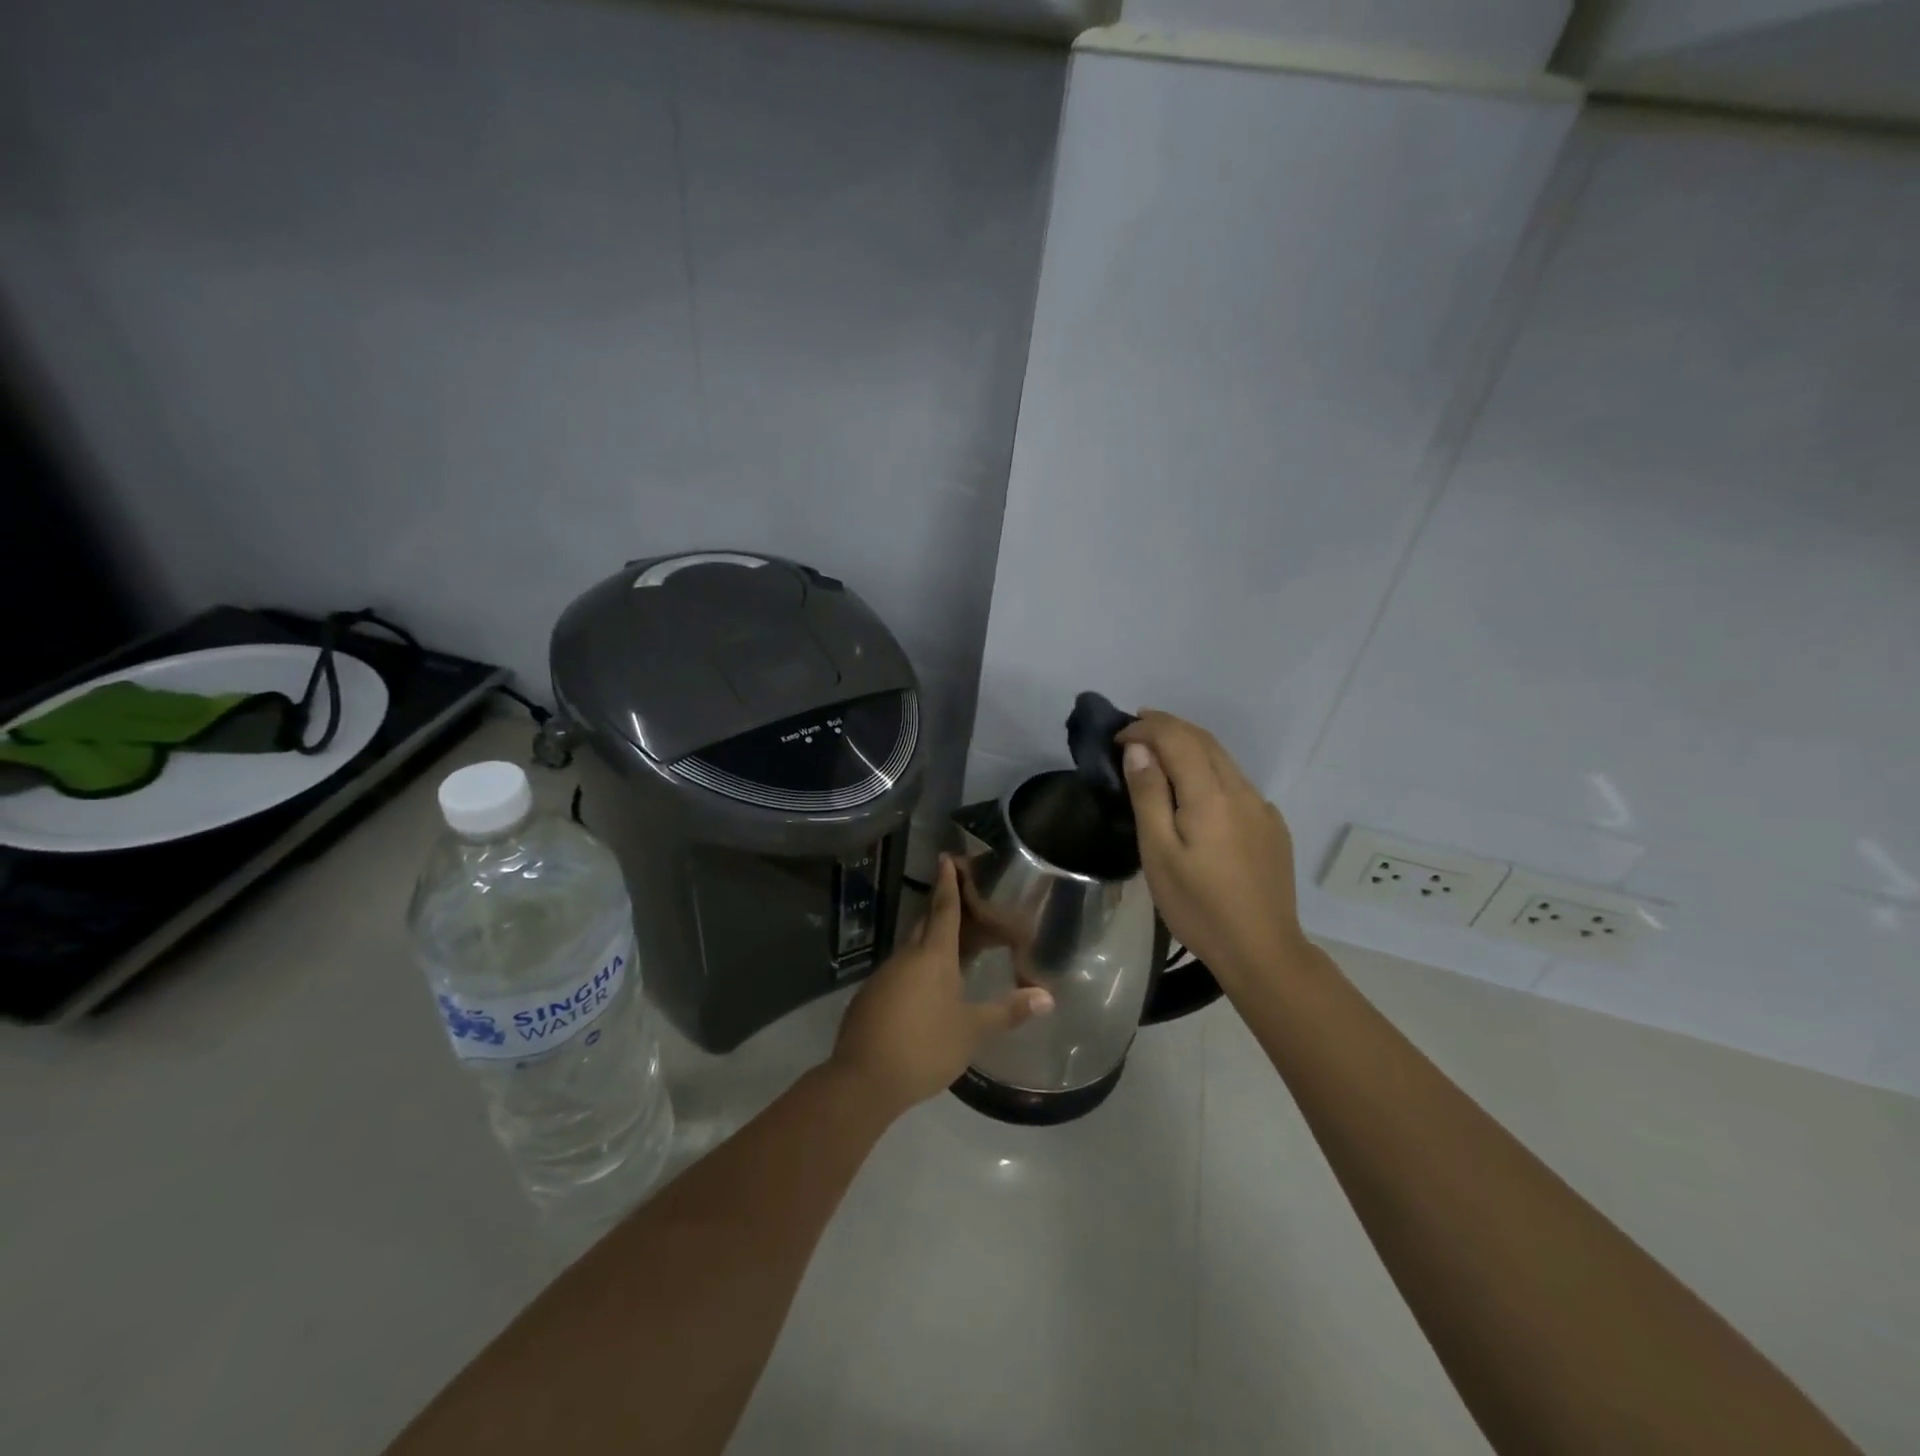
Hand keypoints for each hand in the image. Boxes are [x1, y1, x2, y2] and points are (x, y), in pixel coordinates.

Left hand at [831, 855, 1053, 1115]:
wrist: (862, 1080)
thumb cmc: (924, 1047)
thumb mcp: (972, 1031)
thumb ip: (1008, 1011)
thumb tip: (1048, 996)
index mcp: (933, 956)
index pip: (944, 910)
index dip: (948, 884)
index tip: (946, 858)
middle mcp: (906, 958)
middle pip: (925, 925)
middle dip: (940, 910)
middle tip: (958, 900)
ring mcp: (883, 977)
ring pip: (910, 950)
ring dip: (928, 944)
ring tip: (949, 949)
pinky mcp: (869, 999)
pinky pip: (898, 973)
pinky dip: (914, 971)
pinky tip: (923, 991)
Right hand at [1117, 711, 1305, 992]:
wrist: (1262, 950)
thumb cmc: (1198, 906)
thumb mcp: (1158, 853)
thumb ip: (1149, 795)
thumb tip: (1139, 749)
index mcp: (1211, 795)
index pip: (1178, 738)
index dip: (1146, 728)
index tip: (1119, 737)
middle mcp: (1242, 791)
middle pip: (1204, 740)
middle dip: (1168, 727)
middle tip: (1135, 730)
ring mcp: (1263, 808)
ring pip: (1224, 759)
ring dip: (1189, 746)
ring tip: (1158, 754)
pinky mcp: (1273, 827)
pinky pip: (1237, 784)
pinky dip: (1209, 771)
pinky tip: (1196, 793)